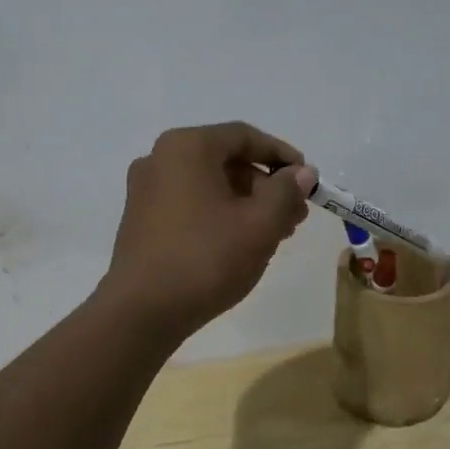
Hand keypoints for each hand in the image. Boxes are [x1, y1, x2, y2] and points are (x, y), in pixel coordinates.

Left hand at [98, 122, 317, 341]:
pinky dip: (219, 214)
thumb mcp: (259, 225)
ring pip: (208, 184)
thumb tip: (302, 172)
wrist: (141, 312)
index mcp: (186, 147)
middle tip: (295, 215)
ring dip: (245, 203)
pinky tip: (239, 243)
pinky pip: (189, 203)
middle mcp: (160, 158)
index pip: (244, 136)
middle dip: (265, 185)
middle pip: (226, 160)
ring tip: (274, 234)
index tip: (308, 180)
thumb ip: (286, 192)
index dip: (282, 155)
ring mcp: (145, 190)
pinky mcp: (141, 219)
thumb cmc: (205, 259)